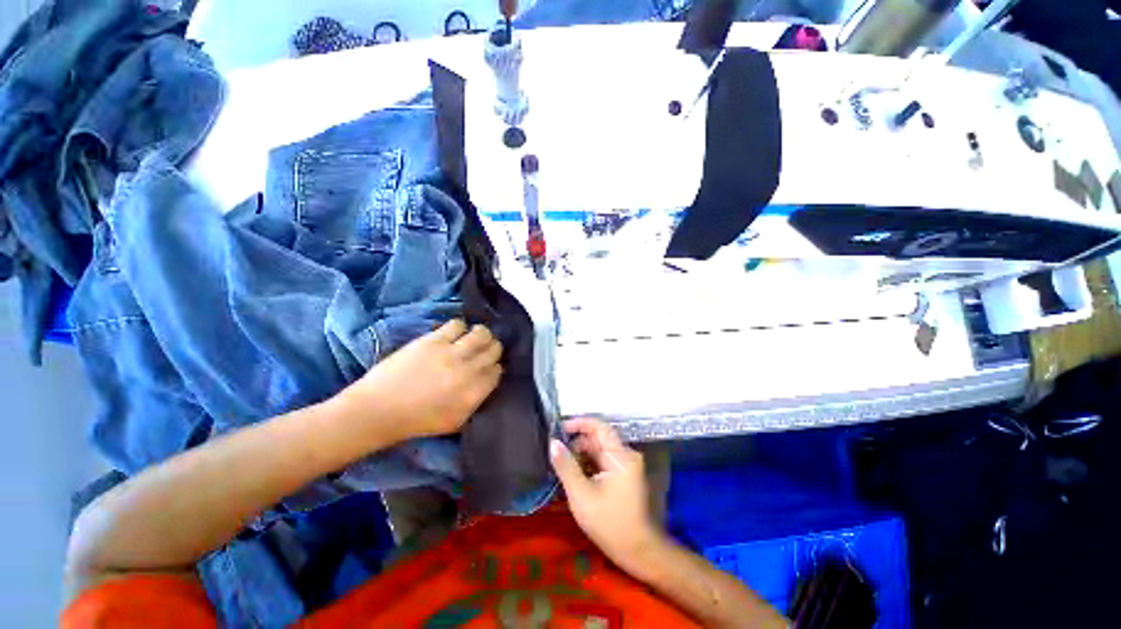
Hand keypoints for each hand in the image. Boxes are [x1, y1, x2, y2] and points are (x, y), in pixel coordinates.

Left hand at [338, 320, 502, 443]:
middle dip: (492, 349)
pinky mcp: (432, 341)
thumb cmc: (417, 421)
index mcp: (473, 395)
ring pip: (481, 333)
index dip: (494, 367)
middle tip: (483, 351)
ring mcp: (450, 354)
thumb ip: (477, 400)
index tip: (487, 367)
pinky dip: (459, 327)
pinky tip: (453, 335)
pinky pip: (457, 324)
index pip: (497, 371)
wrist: (378, 410)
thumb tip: (487, 380)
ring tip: (473, 338)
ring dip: (481, 335)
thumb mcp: (455, 421)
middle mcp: (467, 372)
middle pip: (494, 350)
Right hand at [550, 418, 664, 569]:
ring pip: (599, 451)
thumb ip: (566, 466)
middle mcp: (626, 455)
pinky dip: (588, 465)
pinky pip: (603, 462)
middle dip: (576, 443)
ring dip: (581, 455)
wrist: (638, 552)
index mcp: (620, 455)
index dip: (579, 423)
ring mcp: (626, 466)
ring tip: (561, 465)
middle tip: (556, 453)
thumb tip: (552, 443)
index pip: (599, 426)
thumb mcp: (581, 495)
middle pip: (598, 439)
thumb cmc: (610, 523)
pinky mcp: (624, 476)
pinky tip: (574, 475)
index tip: (559, 428)